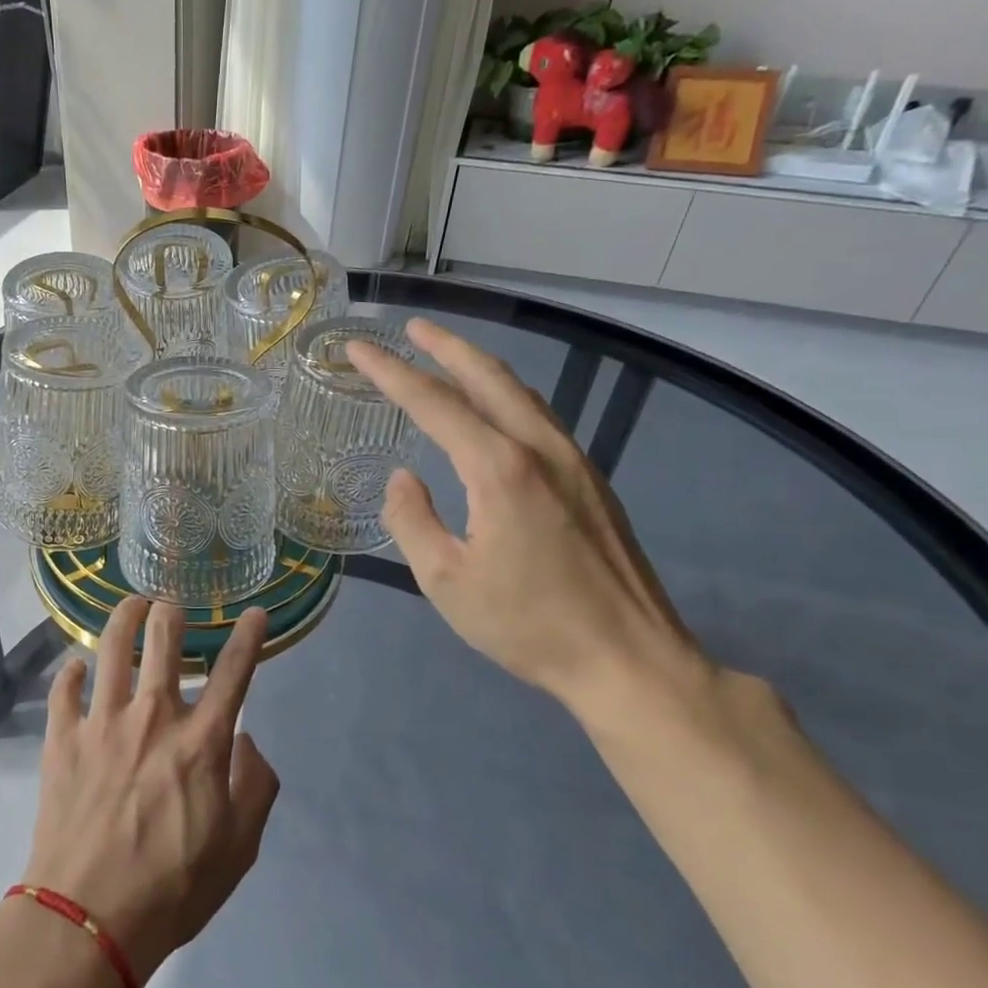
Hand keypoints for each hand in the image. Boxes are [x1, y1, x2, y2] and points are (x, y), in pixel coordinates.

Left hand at [22, 598, 279, 987]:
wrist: (87, 922)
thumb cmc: (172, 889)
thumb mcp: (239, 849)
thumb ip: (255, 786)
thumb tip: (244, 739)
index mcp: (200, 741)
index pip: (234, 671)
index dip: (249, 635)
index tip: (256, 612)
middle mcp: (152, 716)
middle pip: (164, 637)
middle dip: (173, 610)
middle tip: (173, 605)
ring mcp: (101, 722)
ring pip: (112, 646)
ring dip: (124, 616)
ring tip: (132, 604)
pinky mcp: (62, 739)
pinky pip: (64, 689)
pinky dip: (72, 671)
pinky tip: (78, 666)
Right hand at [346, 318, 716, 724]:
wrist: (630, 660)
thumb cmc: (528, 624)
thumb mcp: (445, 580)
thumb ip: (412, 520)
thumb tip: (404, 478)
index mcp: (499, 469)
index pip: (433, 403)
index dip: (391, 372)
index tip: (357, 348)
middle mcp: (539, 449)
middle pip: (487, 377)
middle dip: (445, 346)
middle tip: (411, 327)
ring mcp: (573, 461)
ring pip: (521, 393)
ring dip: (479, 366)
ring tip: (447, 354)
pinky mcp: (591, 481)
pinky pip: (540, 418)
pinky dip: (507, 396)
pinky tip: (496, 408)